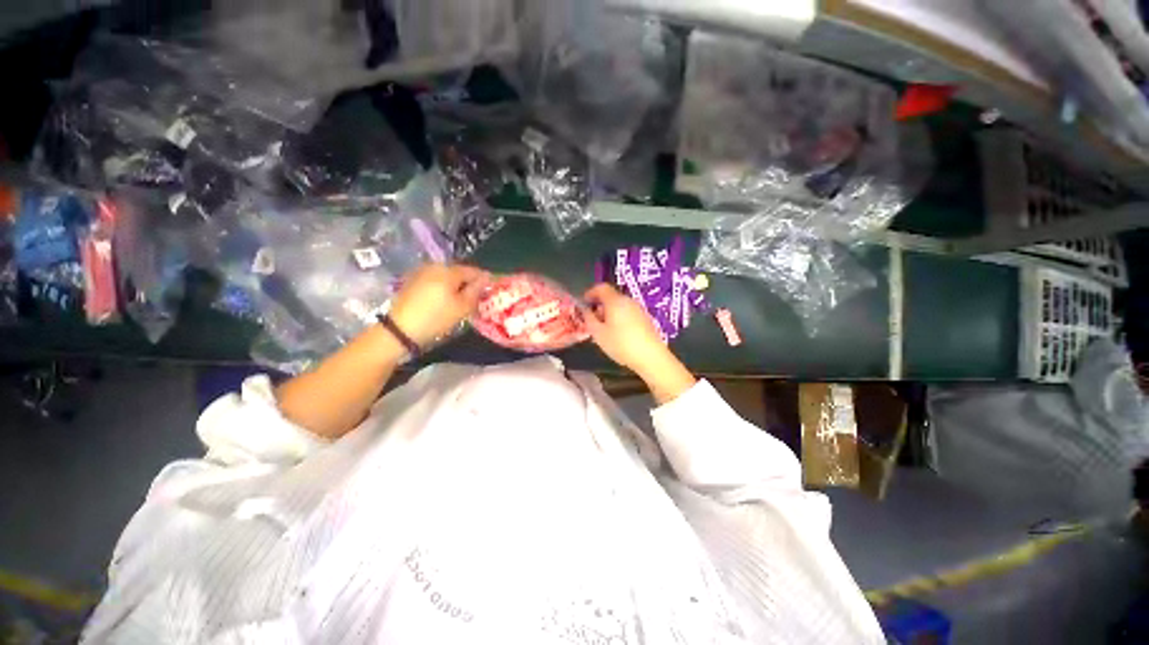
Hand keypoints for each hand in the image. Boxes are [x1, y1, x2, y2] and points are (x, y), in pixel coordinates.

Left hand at [389, 263, 489, 346]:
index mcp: (449, 270)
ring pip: (447, 277)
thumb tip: (487, 278)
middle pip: (459, 273)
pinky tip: (444, 303)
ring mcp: (421, 272)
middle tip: (476, 300)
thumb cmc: (436, 318)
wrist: (399, 330)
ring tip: (460, 303)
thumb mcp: (463, 307)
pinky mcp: (412, 281)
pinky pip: (435, 281)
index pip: (474, 271)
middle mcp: (435, 266)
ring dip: (456, 287)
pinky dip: (443, 289)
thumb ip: (476, 290)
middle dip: (469, 284)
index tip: (490, 293)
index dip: (484, 281)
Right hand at [582, 284, 668, 371]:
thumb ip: (589, 319)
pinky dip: (619, 319)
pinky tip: (618, 334)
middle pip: (611, 297)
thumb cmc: (621, 344)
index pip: (601, 287)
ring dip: (609, 313)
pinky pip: (628, 313)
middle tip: (592, 321)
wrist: (651, 357)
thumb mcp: (598, 333)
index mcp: (615, 301)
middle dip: (599, 306)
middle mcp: (628, 301)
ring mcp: (639, 309)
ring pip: (619, 306)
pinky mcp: (645, 319)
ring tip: (604, 330)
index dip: (590, 293)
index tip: (584, 304)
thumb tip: (585, 310)